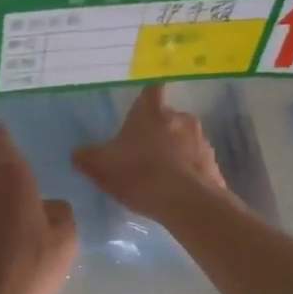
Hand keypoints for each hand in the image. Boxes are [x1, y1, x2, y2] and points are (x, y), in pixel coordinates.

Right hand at [73, 86, 230, 223]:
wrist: (187, 203)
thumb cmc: (139, 173)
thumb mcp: (100, 166)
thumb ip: (86, 157)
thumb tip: (78, 153)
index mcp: (152, 111)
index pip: (152, 90)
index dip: (146, 100)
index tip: (140, 112)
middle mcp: (181, 118)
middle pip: (169, 118)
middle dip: (159, 131)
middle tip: (143, 153)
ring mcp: (201, 141)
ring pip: (185, 140)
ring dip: (176, 152)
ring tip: (161, 176)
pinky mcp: (214, 165)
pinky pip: (197, 164)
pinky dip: (188, 173)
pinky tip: (177, 192)